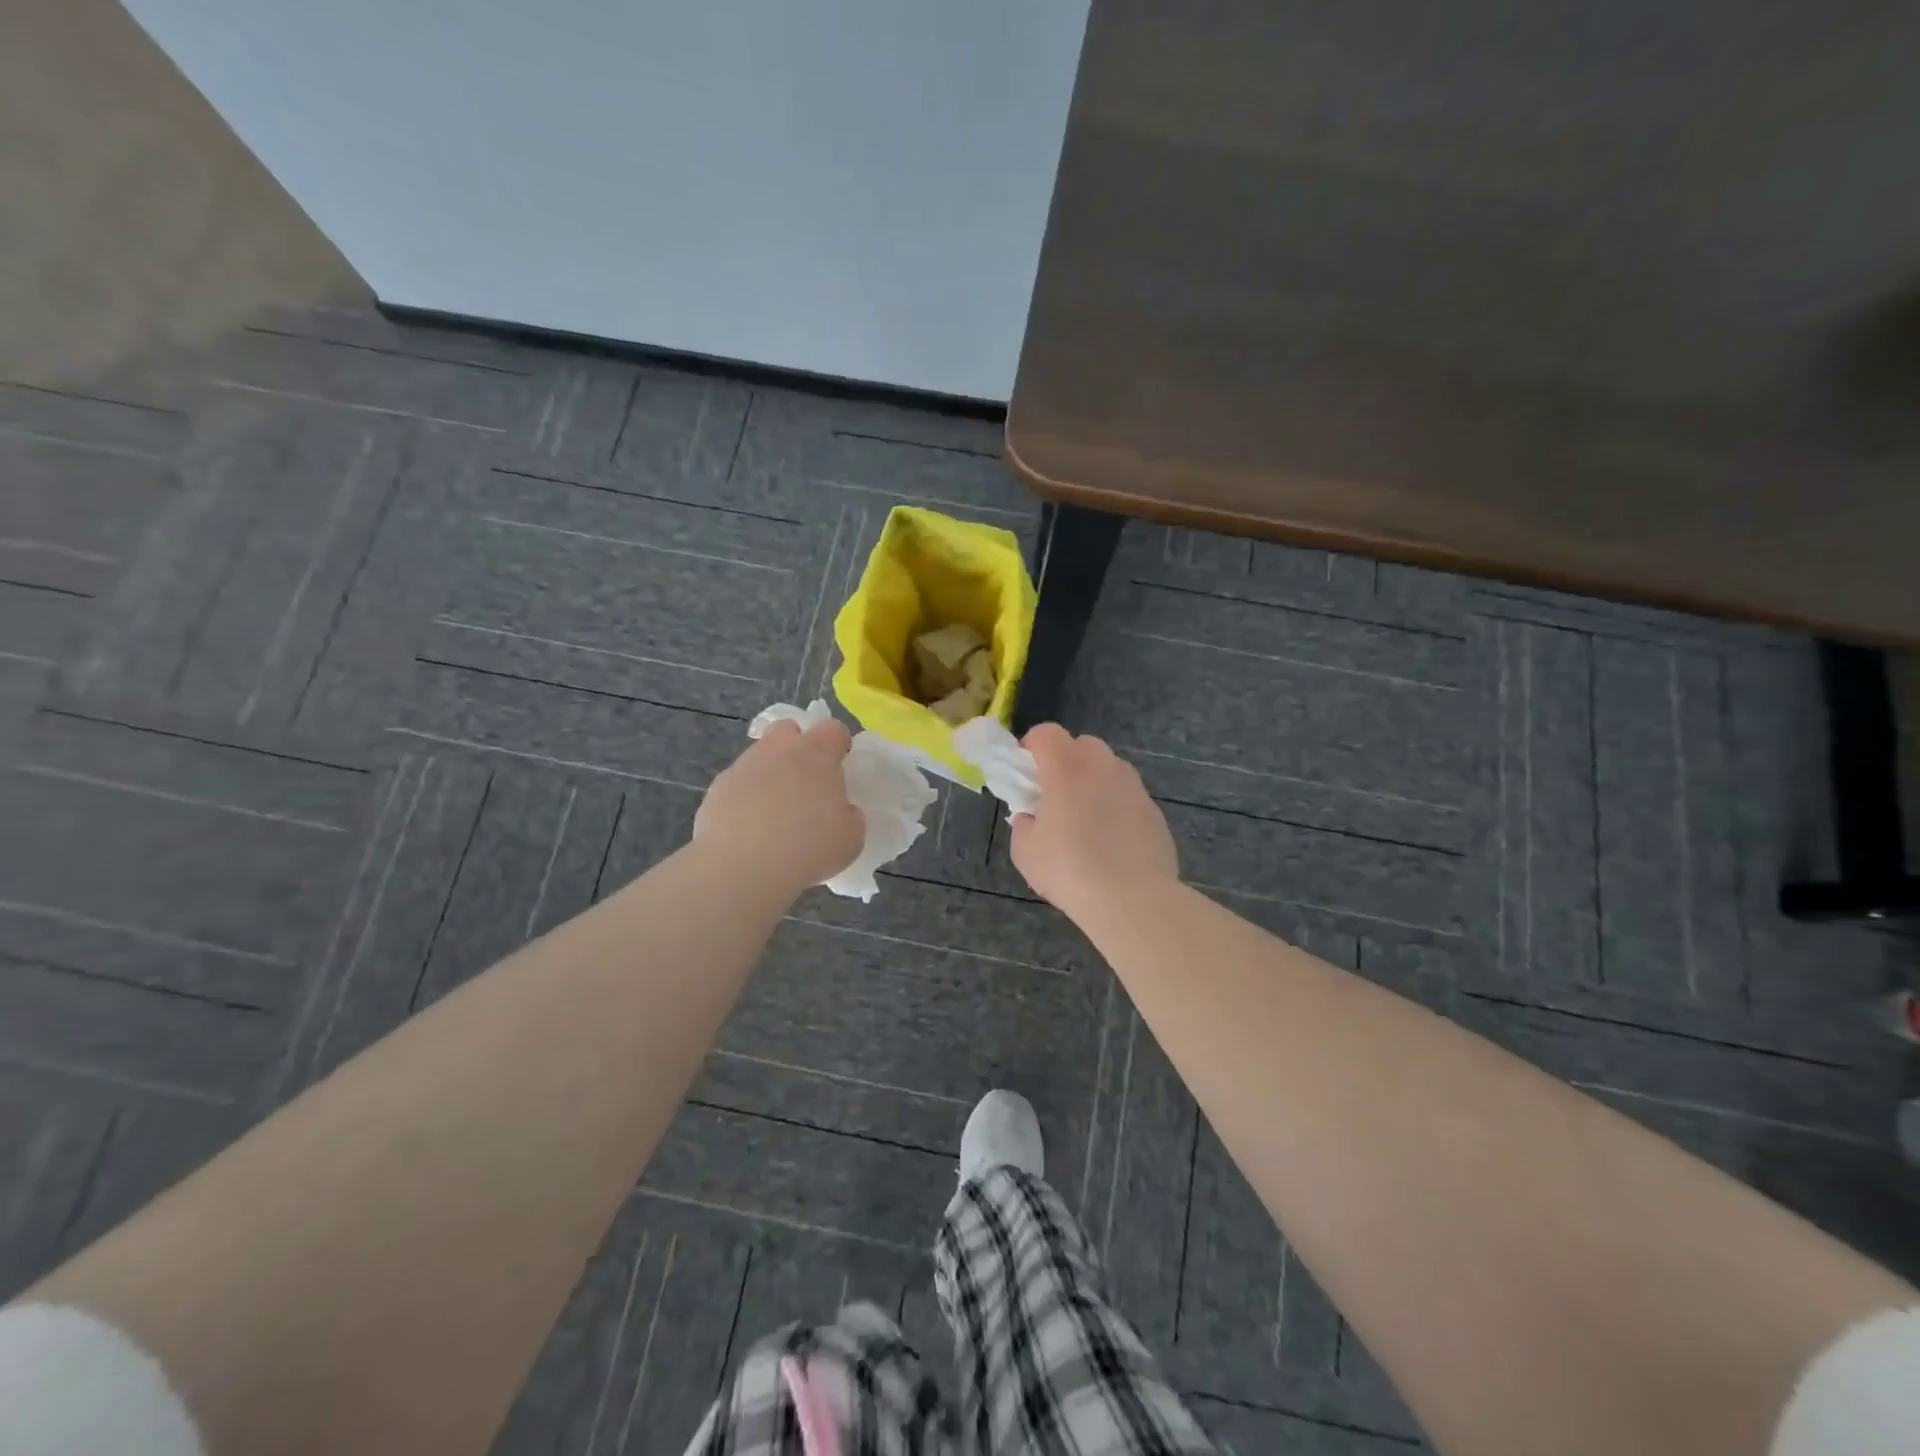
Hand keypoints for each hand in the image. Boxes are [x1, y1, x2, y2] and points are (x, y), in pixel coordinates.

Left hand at [695, 720, 863, 895]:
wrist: (743, 867)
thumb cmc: (808, 848)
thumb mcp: (851, 837)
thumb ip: (850, 815)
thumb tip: (841, 811)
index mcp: (816, 754)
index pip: (833, 729)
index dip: (840, 744)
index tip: (841, 765)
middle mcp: (778, 750)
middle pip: (789, 729)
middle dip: (797, 746)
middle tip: (805, 780)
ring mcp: (744, 766)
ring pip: (760, 756)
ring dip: (770, 773)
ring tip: (775, 812)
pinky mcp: (718, 788)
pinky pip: (738, 784)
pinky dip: (746, 797)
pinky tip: (749, 827)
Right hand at [1010, 724, 1178, 919]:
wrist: (1132, 899)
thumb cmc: (1069, 870)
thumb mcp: (1025, 851)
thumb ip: (1024, 824)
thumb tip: (1032, 818)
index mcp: (1066, 767)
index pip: (1046, 732)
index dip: (1032, 746)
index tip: (1026, 773)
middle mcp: (1103, 766)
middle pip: (1082, 745)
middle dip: (1066, 761)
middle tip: (1055, 796)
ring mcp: (1133, 786)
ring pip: (1109, 769)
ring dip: (1093, 783)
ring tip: (1086, 822)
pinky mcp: (1154, 810)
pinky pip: (1128, 797)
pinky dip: (1116, 808)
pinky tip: (1112, 843)